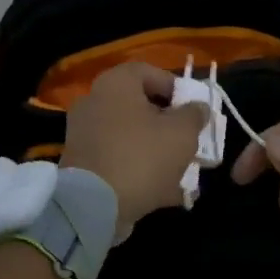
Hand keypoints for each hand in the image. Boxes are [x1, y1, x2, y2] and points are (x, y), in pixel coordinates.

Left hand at [60, 63, 210, 234]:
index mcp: (115, 84)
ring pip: (131, 137)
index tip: (193, 109)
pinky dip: (140, 172)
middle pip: (139, 106)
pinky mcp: (82, 165)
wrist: (93, 206)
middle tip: (189, 141)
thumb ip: (194, 115)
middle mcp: (94, 102)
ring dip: (157, 152)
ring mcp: (84, 135)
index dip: (175, 87)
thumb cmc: (142, 157)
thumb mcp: (182, 133)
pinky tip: (165, 193)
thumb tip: (197, 108)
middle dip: (168, 125)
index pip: (148, 71)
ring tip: (183, 173)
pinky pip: (118, 160)